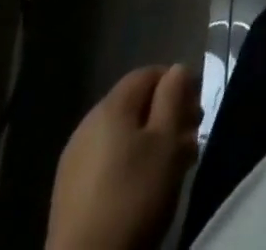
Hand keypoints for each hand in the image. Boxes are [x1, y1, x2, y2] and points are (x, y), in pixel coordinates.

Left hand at [47, 64, 201, 249]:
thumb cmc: (134, 196)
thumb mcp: (167, 141)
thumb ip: (174, 97)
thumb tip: (176, 70)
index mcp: (110, 107)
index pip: (148, 73)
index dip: (177, 82)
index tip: (197, 108)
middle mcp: (87, 125)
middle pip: (135, 105)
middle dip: (167, 114)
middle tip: (191, 138)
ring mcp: (74, 161)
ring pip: (123, 135)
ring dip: (151, 141)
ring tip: (174, 165)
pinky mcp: (68, 194)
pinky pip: (107, 161)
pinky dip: (130, 163)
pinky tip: (145, 188)